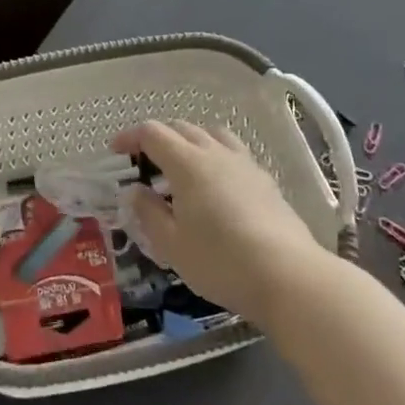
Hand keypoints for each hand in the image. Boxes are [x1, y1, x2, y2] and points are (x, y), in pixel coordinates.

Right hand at [115, 119, 321, 324]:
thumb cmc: (221, 262)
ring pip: (211, 134)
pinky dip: (214, 156)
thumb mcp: (172, 245)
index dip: (130, 137)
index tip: (115, 151)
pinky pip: (232, 152)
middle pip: (181, 128)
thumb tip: (134, 191)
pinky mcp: (265, 180)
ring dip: (189, 142)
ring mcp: (244, 163)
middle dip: (157, 139)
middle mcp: (215, 152)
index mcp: (187, 163)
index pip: (152, 133)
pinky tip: (216, 186)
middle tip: (144, 164)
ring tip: (181, 169)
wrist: (290, 276)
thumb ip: (149, 214)